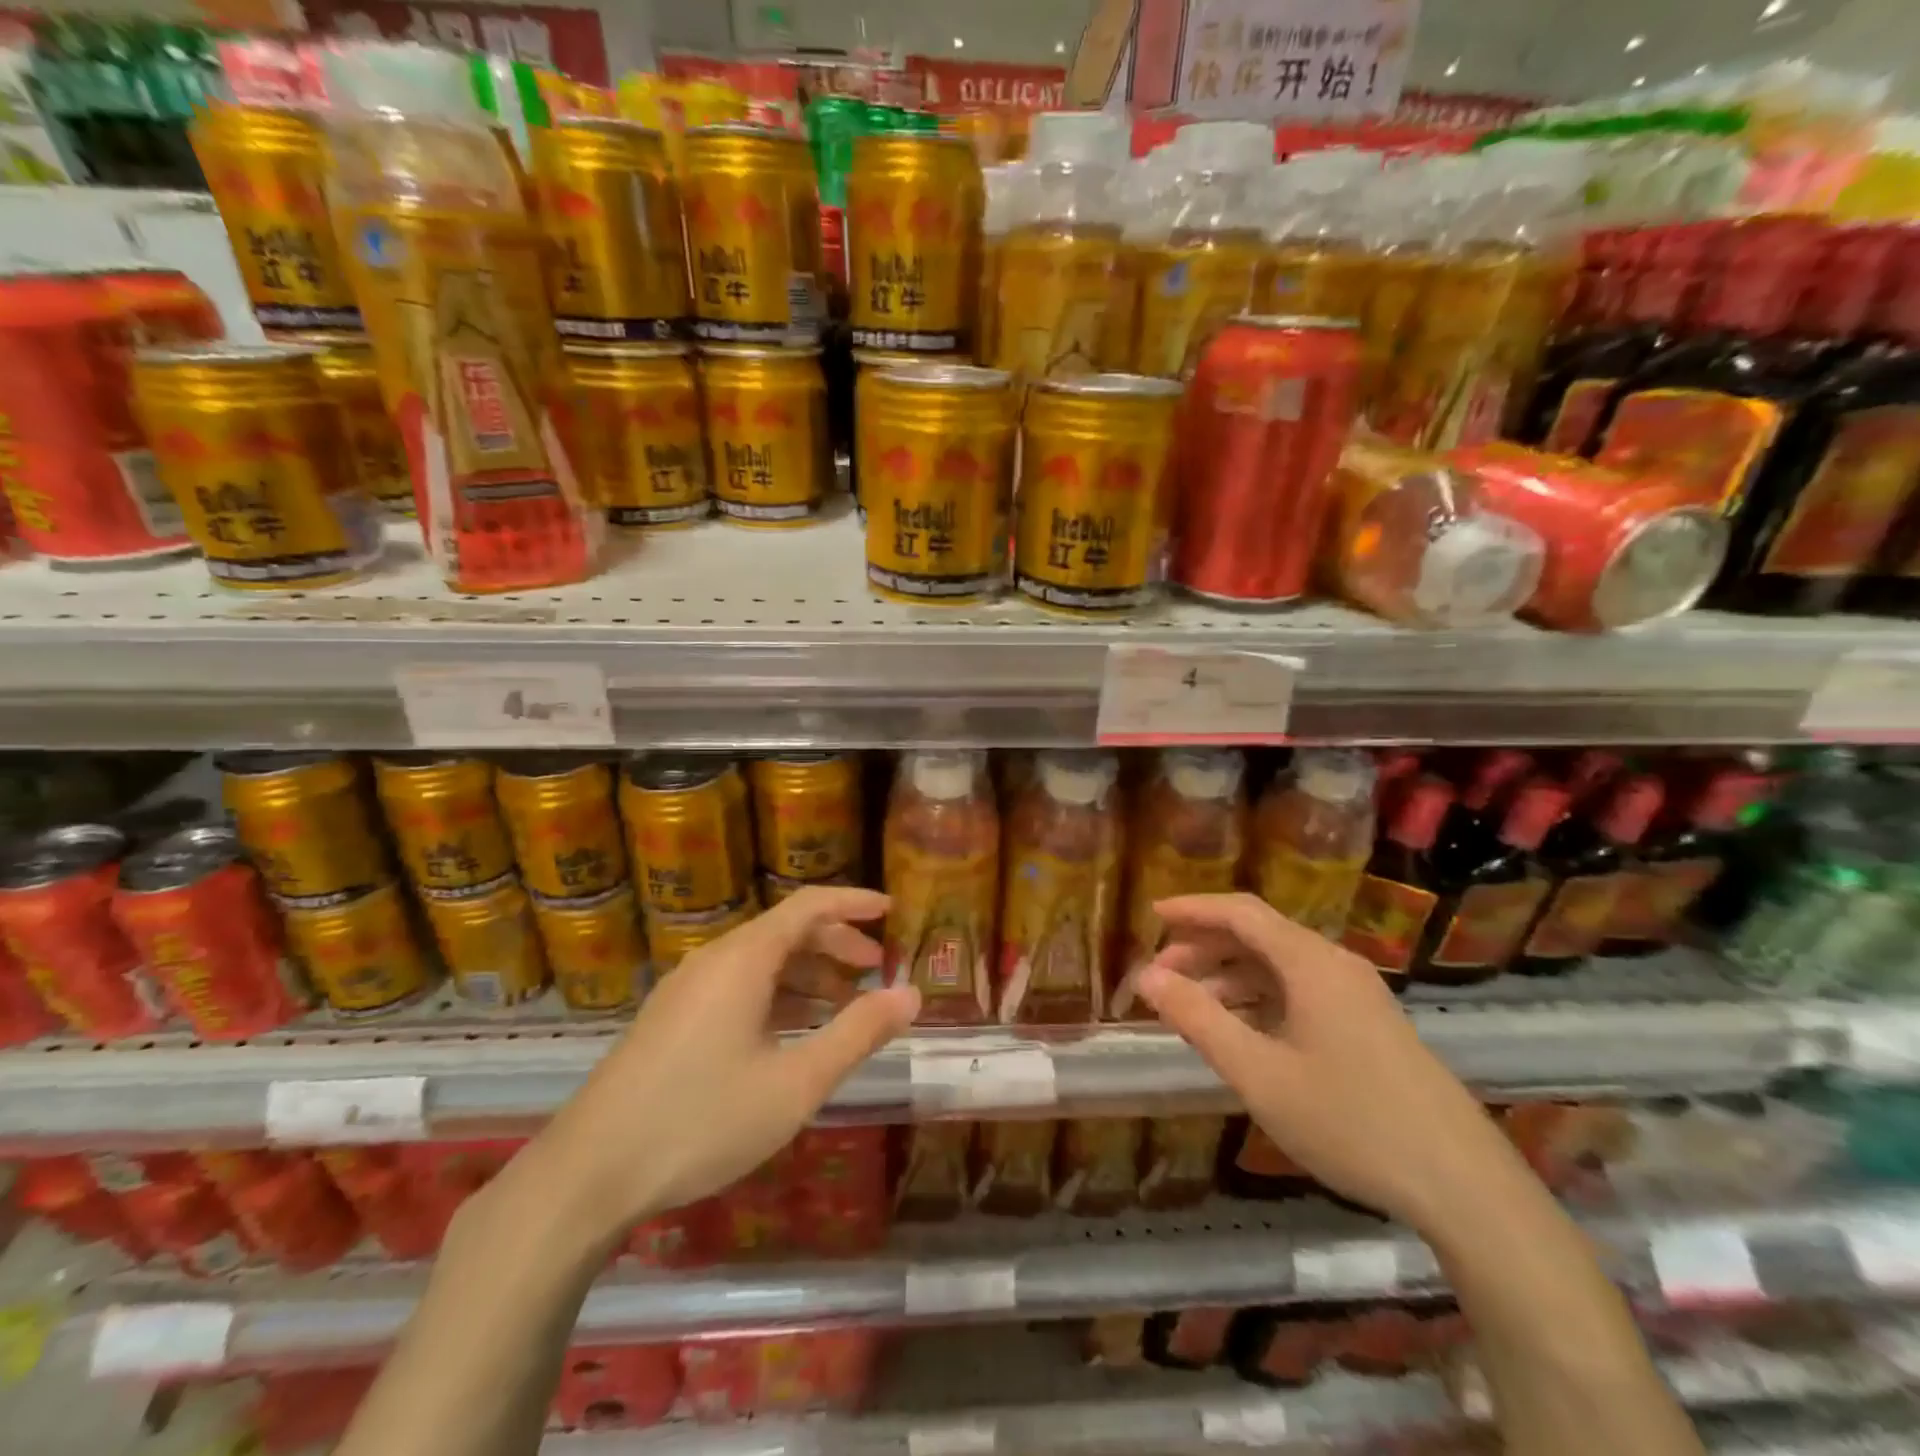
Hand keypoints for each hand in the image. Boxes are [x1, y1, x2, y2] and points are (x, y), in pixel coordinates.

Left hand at [515, 886, 919, 1245]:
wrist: (587, 1175)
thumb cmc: (702, 1120)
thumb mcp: (795, 1083)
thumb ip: (858, 1034)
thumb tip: (911, 995)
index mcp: (743, 959)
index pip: (809, 905)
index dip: (853, 902)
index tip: (893, 910)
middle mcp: (713, 961)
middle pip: (786, 931)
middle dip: (837, 943)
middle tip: (878, 968)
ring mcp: (686, 990)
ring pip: (761, 962)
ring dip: (808, 974)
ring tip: (846, 1005)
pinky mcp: (671, 1020)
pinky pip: (737, 987)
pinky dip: (777, 996)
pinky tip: (793, 1032)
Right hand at [1134, 893, 1520, 1231]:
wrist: (1462, 1184)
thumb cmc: (1349, 1120)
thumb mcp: (1258, 1073)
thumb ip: (1197, 1019)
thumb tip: (1146, 976)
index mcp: (1310, 962)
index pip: (1240, 912)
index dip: (1192, 908)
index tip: (1151, 914)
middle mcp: (1334, 964)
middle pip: (1258, 935)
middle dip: (1204, 947)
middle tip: (1160, 975)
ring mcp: (1356, 994)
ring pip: (1279, 965)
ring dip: (1229, 975)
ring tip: (1190, 1005)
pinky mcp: (1367, 1024)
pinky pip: (1300, 991)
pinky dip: (1259, 998)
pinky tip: (1240, 1030)